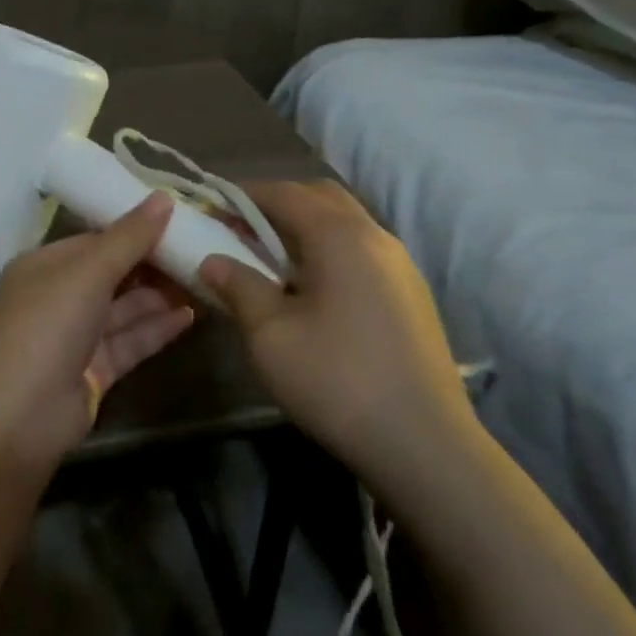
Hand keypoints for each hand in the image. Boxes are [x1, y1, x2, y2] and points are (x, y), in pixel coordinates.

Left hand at [0, 192, 195, 465]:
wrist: (21, 416)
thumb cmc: (48, 327)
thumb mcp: (88, 273)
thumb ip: (128, 238)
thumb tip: (164, 197)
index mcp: (44, 266)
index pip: (94, 239)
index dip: (134, 228)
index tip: (178, 218)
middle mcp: (58, 297)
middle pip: (113, 273)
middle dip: (153, 263)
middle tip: (200, 249)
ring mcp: (76, 336)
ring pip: (125, 308)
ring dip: (161, 295)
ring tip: (205, 279)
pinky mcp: (95, 369)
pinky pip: (131, 340)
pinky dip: (158, 327)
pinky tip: (192, 315)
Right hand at [200, 181, 476, 467]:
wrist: (423, 442)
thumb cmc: (336, 381)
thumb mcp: (270, 335)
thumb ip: (239, 287)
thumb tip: (213, 260)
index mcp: (341, 236)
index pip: (286, 193)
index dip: (245, 195)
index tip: (213, 208)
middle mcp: (376, 237)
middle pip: (322, 197)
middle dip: (278, 203)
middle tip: (241, 230)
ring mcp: (400, 265)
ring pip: (346, 223)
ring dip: (305, 227)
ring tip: (270, 259)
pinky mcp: (410, 294)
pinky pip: (361, 250)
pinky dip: (328, 250)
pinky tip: (310, 289)